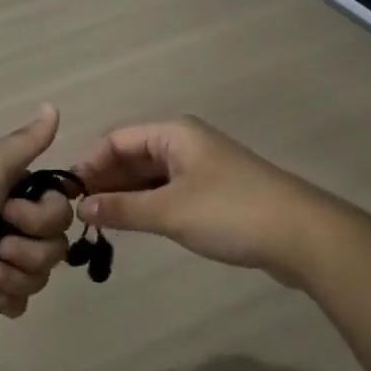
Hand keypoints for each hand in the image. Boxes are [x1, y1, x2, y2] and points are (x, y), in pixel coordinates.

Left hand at [0, 106, 75, 318]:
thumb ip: (27, 141)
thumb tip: (53, 106)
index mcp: (9, 188)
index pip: (56, 205)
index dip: (45, 215)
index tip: (14, 212)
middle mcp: (7, 220)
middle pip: (54, 241)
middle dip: (32, 248)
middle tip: (0, 244)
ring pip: (40, 271)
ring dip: (19, 273)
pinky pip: (20, 299)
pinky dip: (10, 297)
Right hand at [72, 116, 337, 283]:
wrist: (303, 236)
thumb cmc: (231, 212)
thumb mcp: (170, 211)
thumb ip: (122, 209)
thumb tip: (81, 207)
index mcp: (174, 134)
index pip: (116, 139)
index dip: (89, 163)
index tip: (67, 194)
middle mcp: (185, 143)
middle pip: (132, 156)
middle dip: (105, 181)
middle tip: (77, 213)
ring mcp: (201, 168)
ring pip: (150, 176)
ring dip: (125, 196)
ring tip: (97, 222)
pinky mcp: (213, 193)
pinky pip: (168, 192)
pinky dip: (147, 205)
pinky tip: (132, 225)